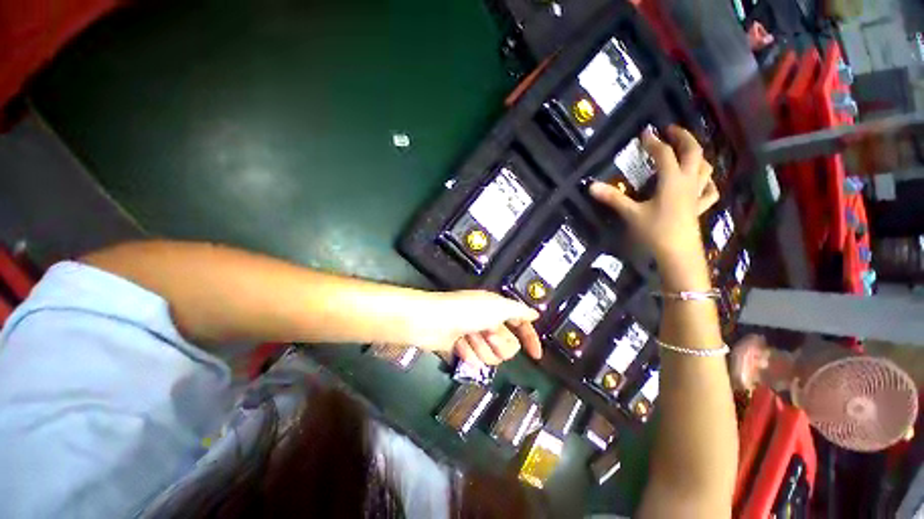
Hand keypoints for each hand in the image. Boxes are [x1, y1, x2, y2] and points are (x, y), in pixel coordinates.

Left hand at [415, 291, 541, 365]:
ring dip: (482, 349)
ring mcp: (473, 336)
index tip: (536, 356)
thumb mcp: (497, 306)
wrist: (432, 321)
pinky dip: (468, 354)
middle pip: (507, 345)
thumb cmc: (466, 311)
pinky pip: (474, 360)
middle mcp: (487, 321)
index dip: (530, 337)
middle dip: (498, 343)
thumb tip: (534, 313)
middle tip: (487, 334)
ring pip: (491, 355)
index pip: (520, 323)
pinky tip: (460, 345)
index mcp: (497, 309)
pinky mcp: (461, 348)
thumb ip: (518, 311)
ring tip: (469, 338)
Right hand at [589, 126, 718, 260]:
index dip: (654, 142)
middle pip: (693, 152)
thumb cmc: (655, 231)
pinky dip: (707, 182)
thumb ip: (613, 198)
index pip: (664, 154)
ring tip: (686, 151)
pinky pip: (709, 190)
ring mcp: (696, 195)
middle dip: (683, 138)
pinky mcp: (698, 208)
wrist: (677, 253)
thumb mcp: (631, 213)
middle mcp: (688, 182)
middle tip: (671, 130)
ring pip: (705, 168)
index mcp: (671, 181)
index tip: (645, 133)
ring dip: (697, 155)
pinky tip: (702, 182)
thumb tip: (591, 186)